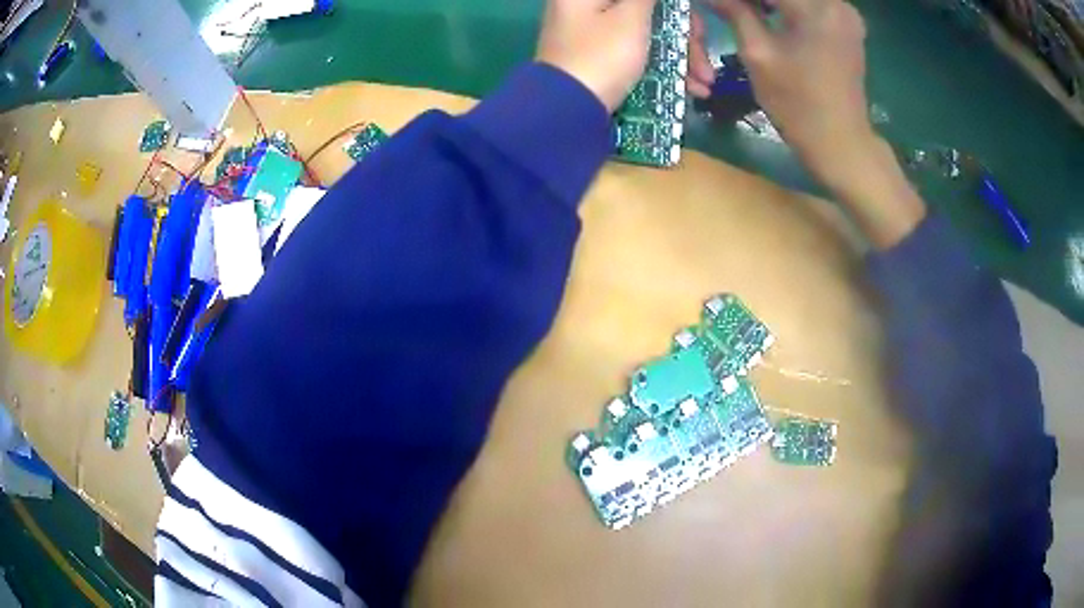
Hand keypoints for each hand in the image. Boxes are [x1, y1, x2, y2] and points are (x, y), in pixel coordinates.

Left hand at [537, 0, 716, 111]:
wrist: (567, 113)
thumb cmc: (601, 56)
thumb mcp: (630, 17)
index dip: (675, 6)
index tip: (694, 25)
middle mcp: (587, 8)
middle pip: (648, 12)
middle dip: (685, 36)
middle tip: (705, 60)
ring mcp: (593, 36)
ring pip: (648, 34)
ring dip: (682, 56)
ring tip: (705, 83)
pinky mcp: (601, 60)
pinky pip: (639, 53)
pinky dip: (664, 66)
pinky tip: (690, 87)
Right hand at [711, 0, 925, 247]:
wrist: (842, 144)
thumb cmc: (798, 105)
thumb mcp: (758, 54)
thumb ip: (735, 11)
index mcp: (814, 7)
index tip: (722, 6)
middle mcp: (836, 2)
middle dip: (754, 0)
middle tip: (732, 11)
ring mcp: (846, 13)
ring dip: (769, 3)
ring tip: (745, 14)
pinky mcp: (848, 25)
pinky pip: (810, 4)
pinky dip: (788, 7)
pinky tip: (770, 16)